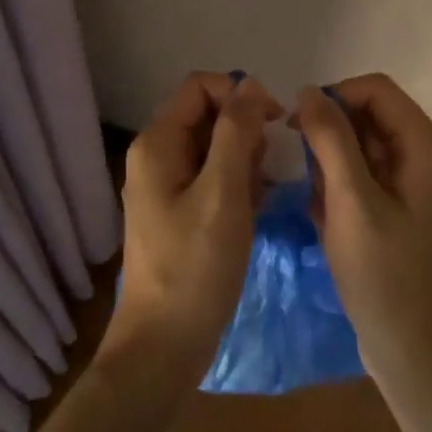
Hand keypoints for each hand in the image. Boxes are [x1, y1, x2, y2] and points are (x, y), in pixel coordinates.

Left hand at [105, 72, 282, 388]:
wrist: (163, 347)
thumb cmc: (195, 267)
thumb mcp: (223, 192)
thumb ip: (236, 132)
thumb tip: (249, 84)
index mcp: (157, 142)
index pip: (201, 87)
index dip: (240, 94)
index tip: (275, 122)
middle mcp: (156, 154)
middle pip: (208, 115)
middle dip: (244, 132)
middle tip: (264, 171)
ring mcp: (165, 184)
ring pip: (214, 146)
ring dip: (244, 161)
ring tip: (258, 197)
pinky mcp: (178, 210)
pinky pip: (212, 176)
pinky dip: (236, 184)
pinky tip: (253, 211)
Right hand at [294, 75, 431, 392]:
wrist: (414, 354)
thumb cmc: (384, 275)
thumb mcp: (351, 201)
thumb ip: (330, 139)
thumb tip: (309, 91)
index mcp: (425, 146)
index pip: (375, 89)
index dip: (334, 97)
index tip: (297, 125)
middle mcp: (424, 156)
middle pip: (367, 116)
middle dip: (329, 136)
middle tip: (302, 170)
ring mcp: (412, 185)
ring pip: (360, 148)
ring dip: (330, 167)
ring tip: (317, 203)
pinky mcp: (398, 209)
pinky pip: (361, 177)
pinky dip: (338, 189)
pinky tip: (325, 220)